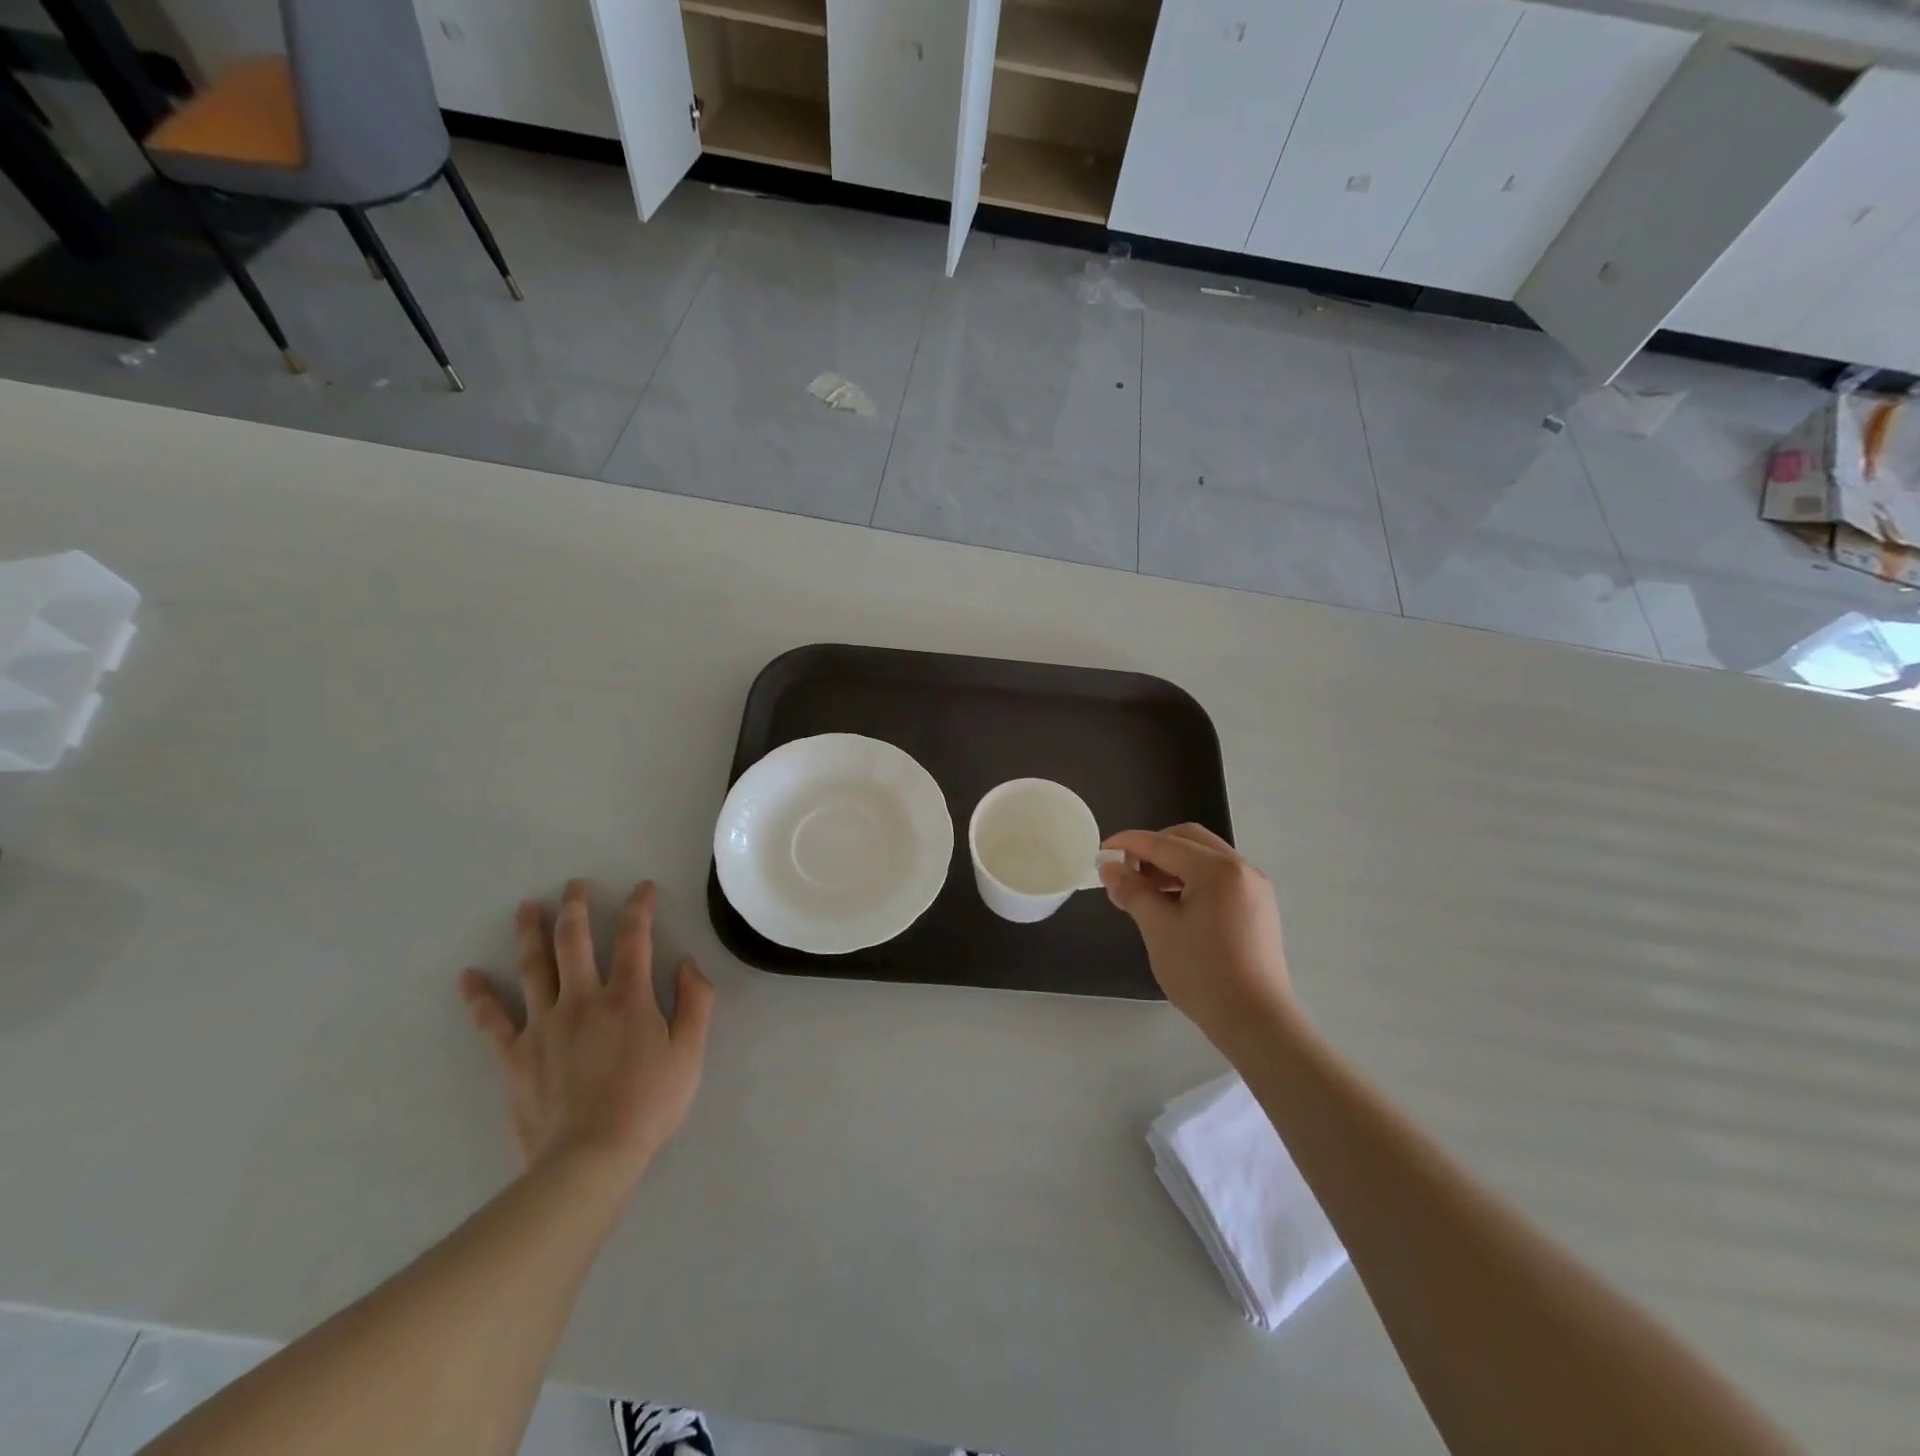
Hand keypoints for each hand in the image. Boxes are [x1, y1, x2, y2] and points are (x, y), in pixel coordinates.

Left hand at [459, 879, 713, 1190]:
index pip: (634, 937)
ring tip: (527, 907)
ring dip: (530, 933)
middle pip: (574, 941)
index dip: (639, 907)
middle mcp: (583, 999)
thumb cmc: (649, 1103)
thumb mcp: (690, 1052)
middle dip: (576, 907)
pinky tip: (468, 977)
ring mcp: (544, 1026)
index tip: (643, 888)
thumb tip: (686, 963)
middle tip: (574, 884)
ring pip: (533, 968)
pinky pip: (493, 1021)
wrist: (590, 1158)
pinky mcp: (516, 1056)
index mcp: (628, 997)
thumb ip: (695, 1001)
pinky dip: (480, 998)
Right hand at [1099, 825, 1295, 1049]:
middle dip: (1153, 849)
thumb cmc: (1202, 973)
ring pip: (1204, 858)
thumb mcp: (1158, 929)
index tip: (1100, 852)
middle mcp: (1241, 868)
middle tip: (1126, 871)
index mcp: (1217, 869)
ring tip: (1145, 891)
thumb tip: (1109, 867)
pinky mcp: (1258, 908)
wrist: (1256, 1022)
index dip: (1128, 844)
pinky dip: (1191, 880)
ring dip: (1171, 865)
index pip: (1163, 844)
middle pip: (1188, 840)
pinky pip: (1218, 878)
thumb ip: (1132, 891)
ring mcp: (1254, 888)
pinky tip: (1173, 905)